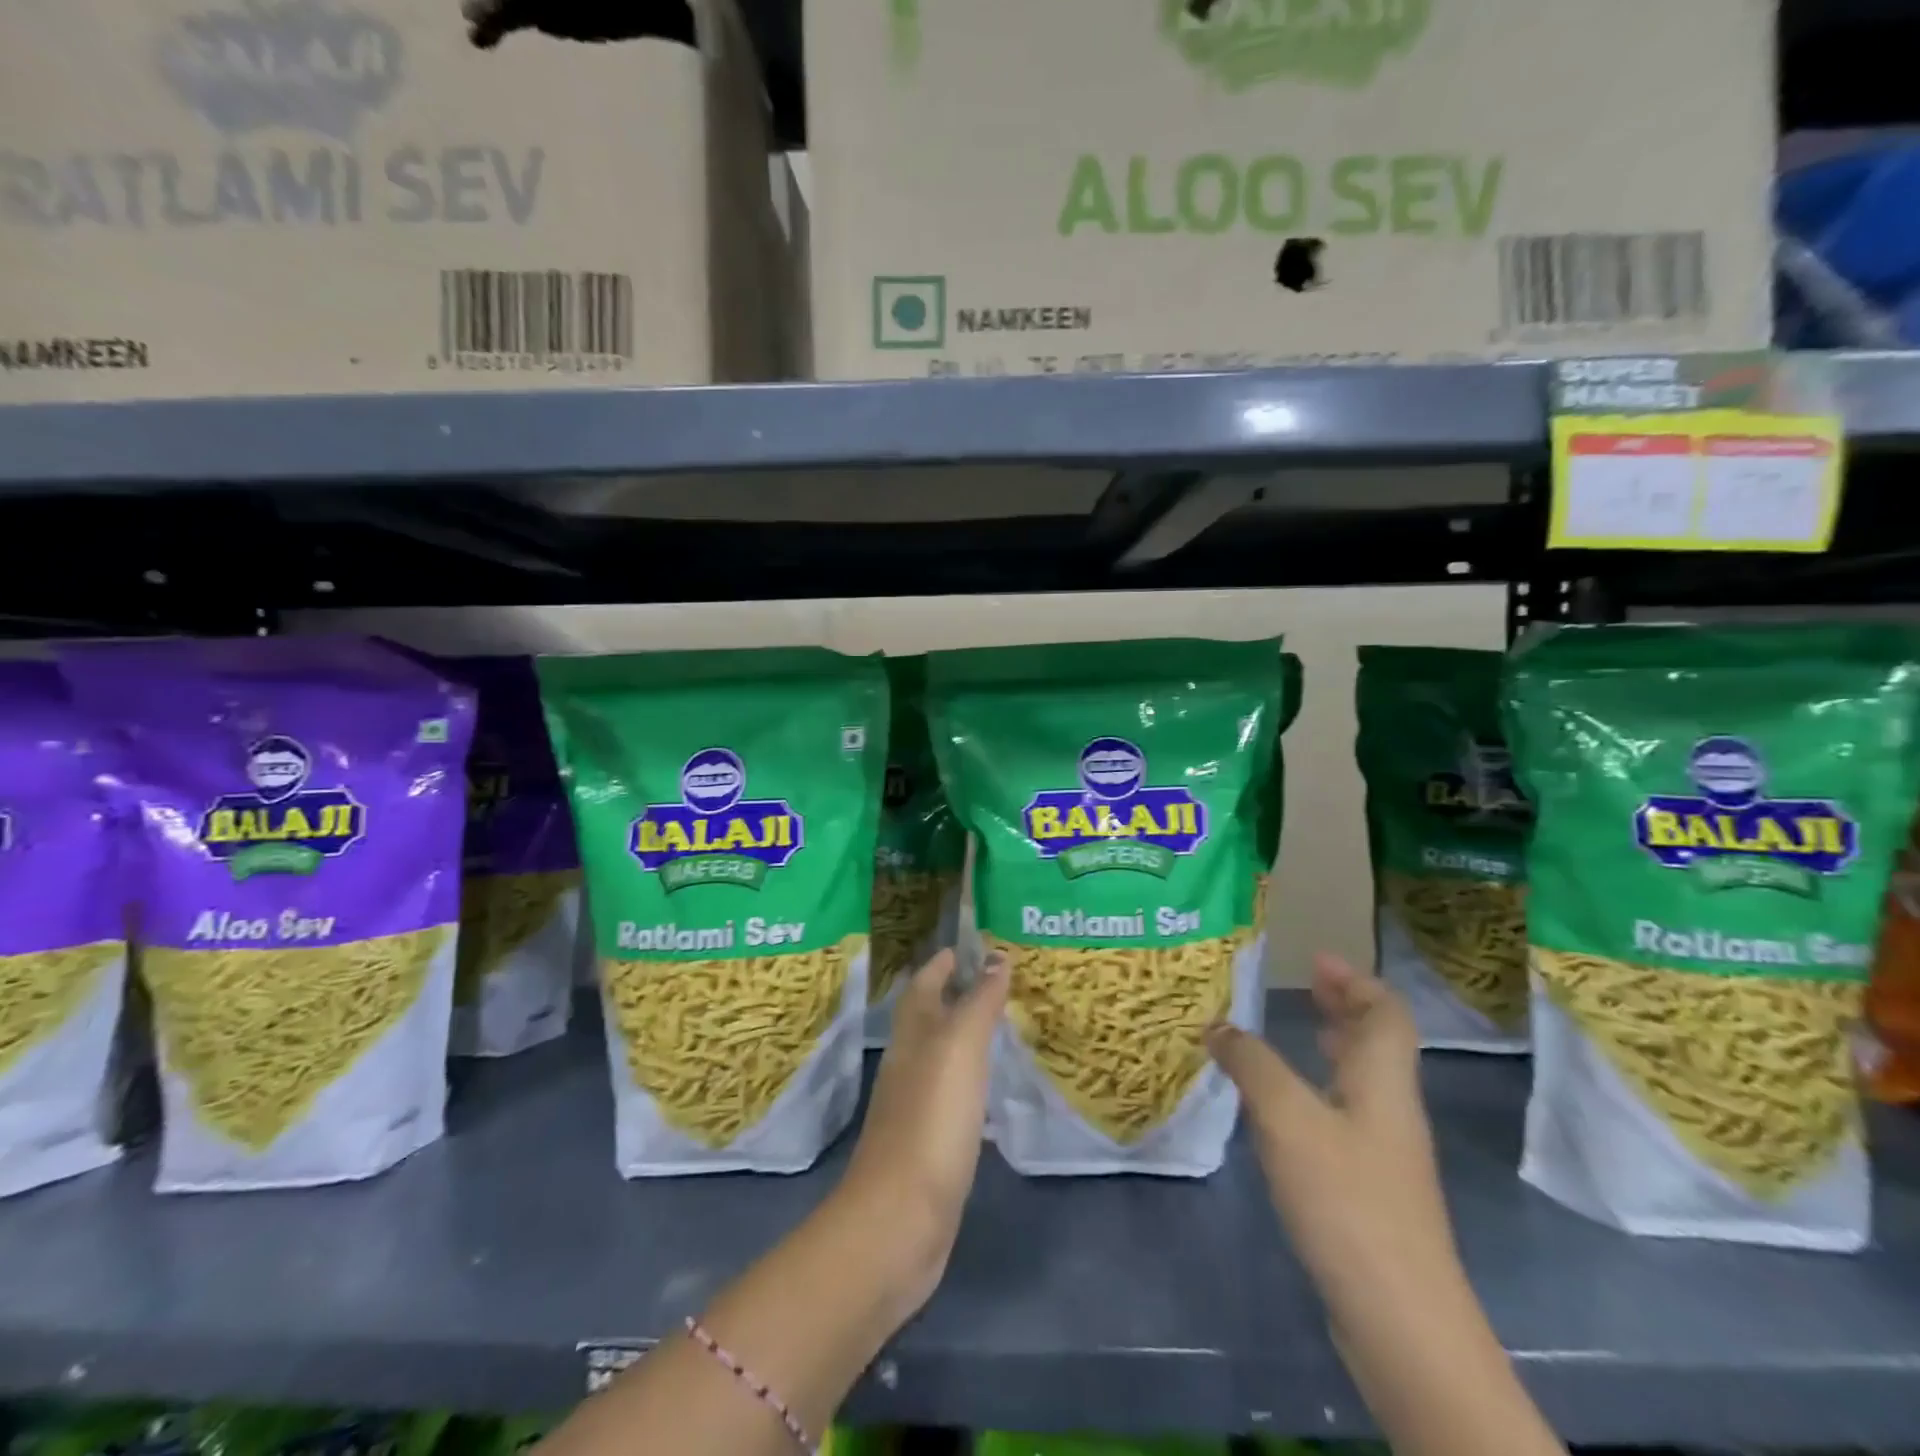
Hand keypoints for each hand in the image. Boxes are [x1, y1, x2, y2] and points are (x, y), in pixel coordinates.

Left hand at [837, 948, 1008, 1317]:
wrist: (900, 1220)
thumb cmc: (931, 1120)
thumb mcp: (960, 1049)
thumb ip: (979, 1002)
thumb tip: (996, 957)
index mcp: (913, 1033)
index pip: (926, 982)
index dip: (947, 961)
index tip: (978, 944)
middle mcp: (910, 1061)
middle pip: (933, 1015)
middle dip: (961, 994)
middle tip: (1004, 981)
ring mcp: (917, 1104)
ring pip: (944, 1054)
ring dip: (968, 1036)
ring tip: (1005, 1026)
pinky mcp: (930, 1142)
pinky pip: (954, 1095)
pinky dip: (973, 1081)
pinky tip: (994, 1090)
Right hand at [1208, 954, 1457, 1309]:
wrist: (1400, 1321)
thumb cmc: (1347, 1201)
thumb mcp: (1287, 1118)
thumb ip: (1251, 1064)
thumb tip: (1219, 1025)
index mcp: (1383, 1082)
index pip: (1387, 1015)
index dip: (1358, 981)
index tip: (1318, 959)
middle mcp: (1390, 1111)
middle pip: (1378, 1044)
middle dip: (1344, 1008)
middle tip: (1305, 985)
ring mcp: (1383, 1155)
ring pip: (1361, 1081)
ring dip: (1332, 1049)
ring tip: (1293, 1032)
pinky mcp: (1368, 1191)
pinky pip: (1344, 1116)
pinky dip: (1317, 1091)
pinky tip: (1282, 1107)